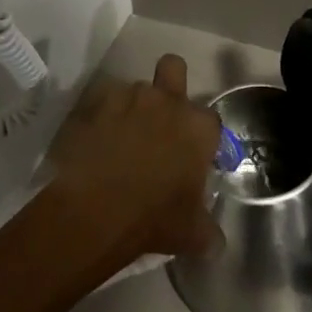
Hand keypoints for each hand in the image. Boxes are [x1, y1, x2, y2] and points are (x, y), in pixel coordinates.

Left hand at [48, 55, 223, 260]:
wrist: (94, 211)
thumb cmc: (153, 219)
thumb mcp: (191, 234)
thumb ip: (208, 231)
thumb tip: (217, 244)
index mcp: (198, 128)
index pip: (210, 120)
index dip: (202, 135)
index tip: (192, 155)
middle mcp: (167, 101)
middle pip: (174, 68)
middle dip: (170, 83)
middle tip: (161, 115)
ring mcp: (128, 97)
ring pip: (133, 88)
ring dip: (131, 106)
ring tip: (119, 136)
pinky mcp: (94, 103)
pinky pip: (101, 101)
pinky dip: (100, 115)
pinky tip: (94, 139)